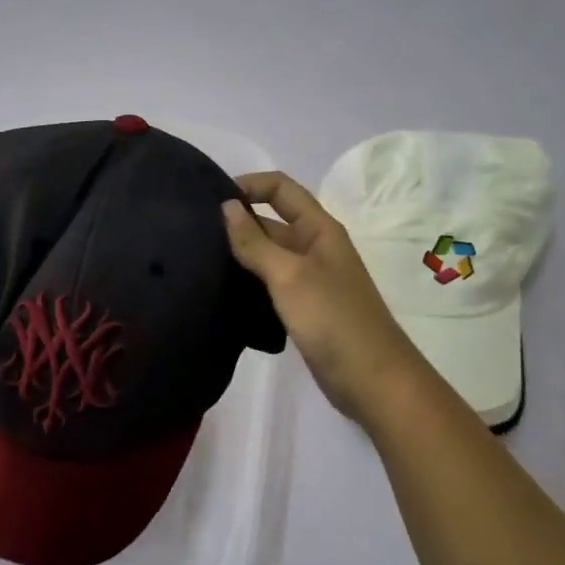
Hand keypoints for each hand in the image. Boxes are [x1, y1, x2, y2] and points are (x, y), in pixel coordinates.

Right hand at [222, 172, 428, 422]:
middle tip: (193, 233)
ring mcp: (310, 280)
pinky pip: (270, 284)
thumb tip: (226, 205)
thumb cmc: (332, 319)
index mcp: (319, 229)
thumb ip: (255, 241)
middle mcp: (315, 248)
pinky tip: (221, 291)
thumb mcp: (289, 275)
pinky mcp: (303, 308)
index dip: (249, 185)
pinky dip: (248, 282)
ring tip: (198, 259)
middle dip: (238, 222)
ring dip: (240, 254)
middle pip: (272, 221)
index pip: (281, 188)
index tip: (211, 200)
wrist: (371, 379)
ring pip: (268, 255)